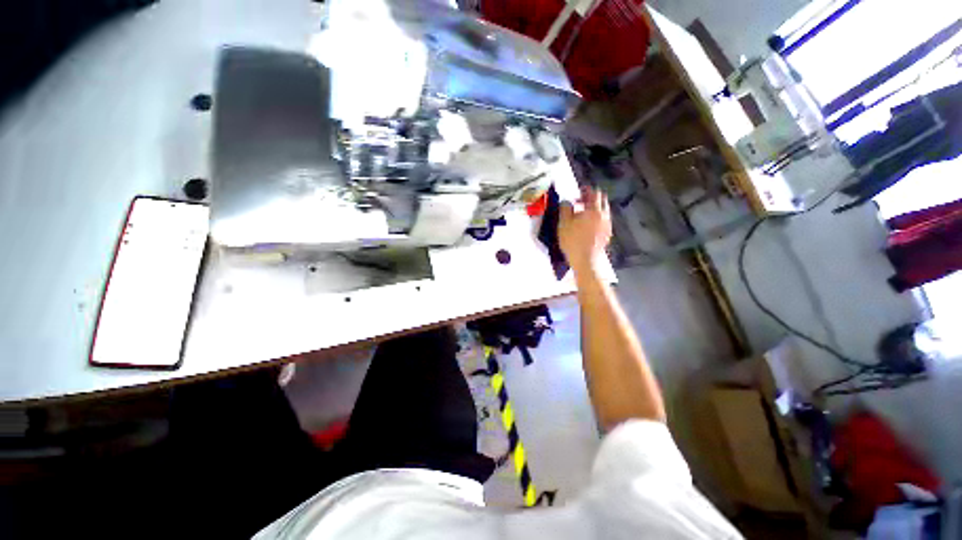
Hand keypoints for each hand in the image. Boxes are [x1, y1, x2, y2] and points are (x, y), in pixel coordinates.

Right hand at [559, 186, 611, 275]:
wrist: (585, 260)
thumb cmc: (572, 240)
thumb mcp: (563, 223)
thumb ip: (565, 208)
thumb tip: (567, 201)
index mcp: (594, 210)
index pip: (594, 193)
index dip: (585, 190)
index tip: (577, 192)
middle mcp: (604, 215)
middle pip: (601, 200)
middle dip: (591, 198)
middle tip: (579, 202)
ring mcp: (607, 225)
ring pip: (603, 210)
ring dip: (593, 208)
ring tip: (581, 215)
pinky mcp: (607, 234)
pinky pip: (603, 220)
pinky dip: (596, 218)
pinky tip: (586, 226)